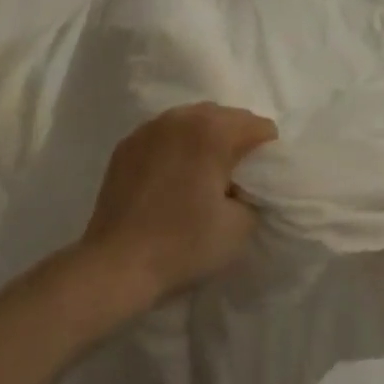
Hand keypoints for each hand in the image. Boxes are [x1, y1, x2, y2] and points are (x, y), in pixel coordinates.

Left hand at [77, 103, 277, 311]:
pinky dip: (176, 148)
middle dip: (237, 141)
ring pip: (193, 121)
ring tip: (202, 176)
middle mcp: (181, 118)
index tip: (258, 182)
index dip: (267, 154)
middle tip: (235, 179)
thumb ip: (255, 194)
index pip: (259, 127)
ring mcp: (149, 129)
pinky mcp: (127, 145)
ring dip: (205, 141)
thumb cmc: (183, 245)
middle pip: (226, 117)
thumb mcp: (240, 226)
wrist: (115, 266)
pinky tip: (172, 178)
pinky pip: (165, 135)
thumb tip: (245, 185)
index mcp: (213, 131)